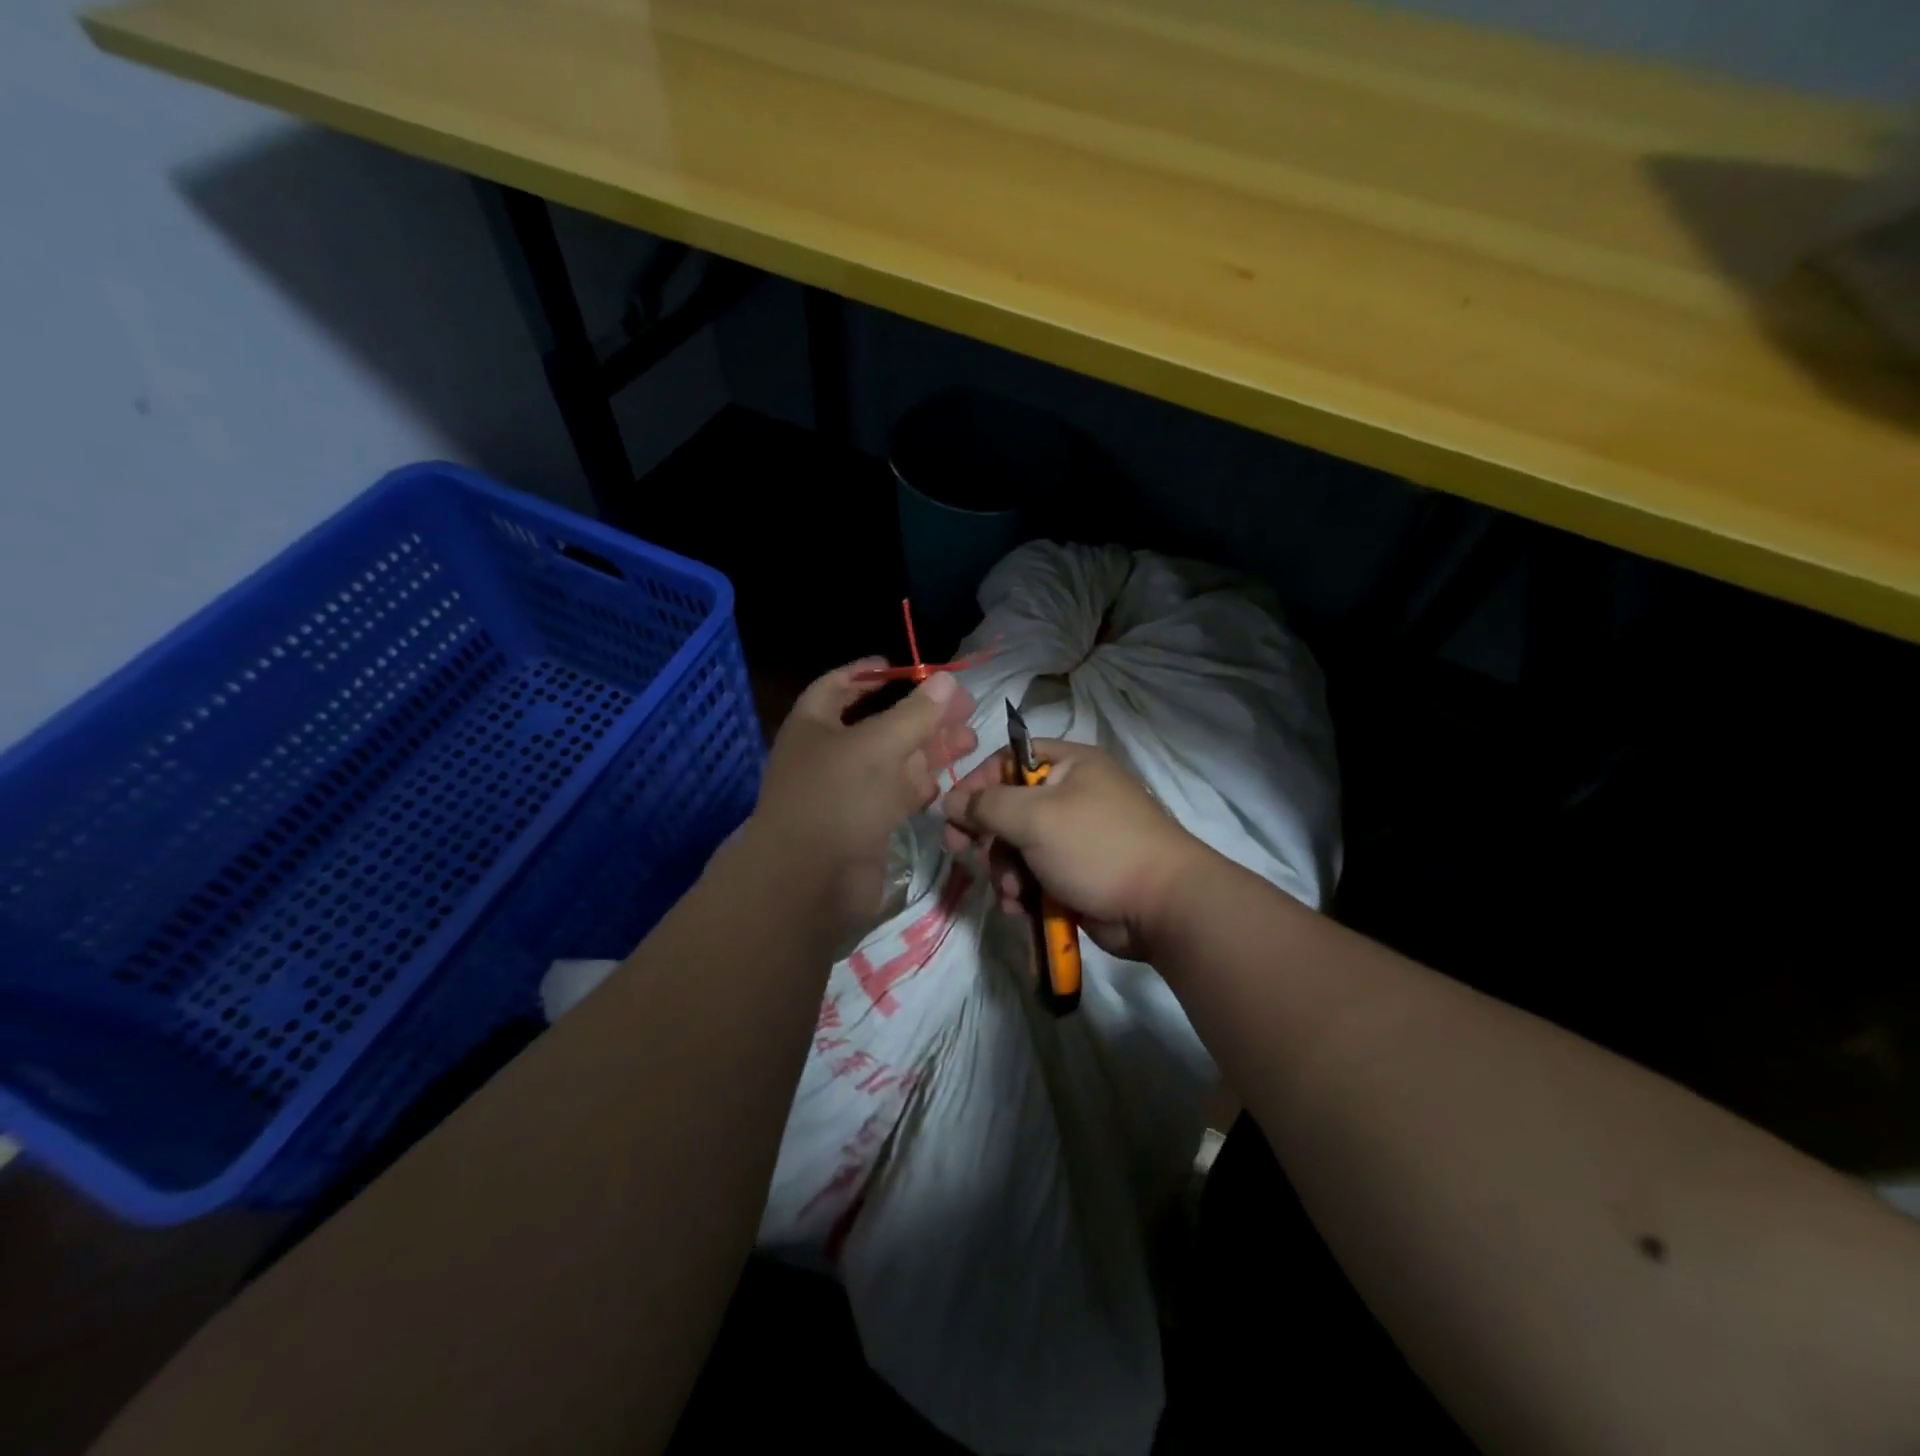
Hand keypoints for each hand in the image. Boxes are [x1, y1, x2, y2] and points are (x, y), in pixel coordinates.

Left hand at [745, 661, 976, 940]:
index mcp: (814, 725)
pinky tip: (948, 779)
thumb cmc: (838, 798)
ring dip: (929, 750)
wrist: (810, 883)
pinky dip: (920, 785)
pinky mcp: (864, 825)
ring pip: (893, 761)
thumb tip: (947, 681)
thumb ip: (916, 713)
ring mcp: (847, 792)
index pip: (840, 685)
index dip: (869, 673)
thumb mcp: (879, 746)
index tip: (904, 667)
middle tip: (964, 708)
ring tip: (970, 740)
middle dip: (920, 715)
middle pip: (878, 724)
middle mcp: (828, 755)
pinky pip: (895, 795)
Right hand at [942, 741, 1209, 959]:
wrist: (1160, 907)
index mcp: (1069, 765)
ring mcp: (1074, 837)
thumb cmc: (1097, 846)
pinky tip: (1021, 909)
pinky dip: (1022, 892)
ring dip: (1005, 871)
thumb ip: (986, 806)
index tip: (952, 813)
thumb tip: (950, 800)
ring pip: (1017, 848)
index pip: (1009, 760)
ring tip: (1013, 893)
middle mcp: (1071, 795)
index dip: (977, 784)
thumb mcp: (1035, 817)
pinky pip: (1033, 876)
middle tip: (965, 853)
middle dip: (990, 837)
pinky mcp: (1075, 874)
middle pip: (1008, 808)